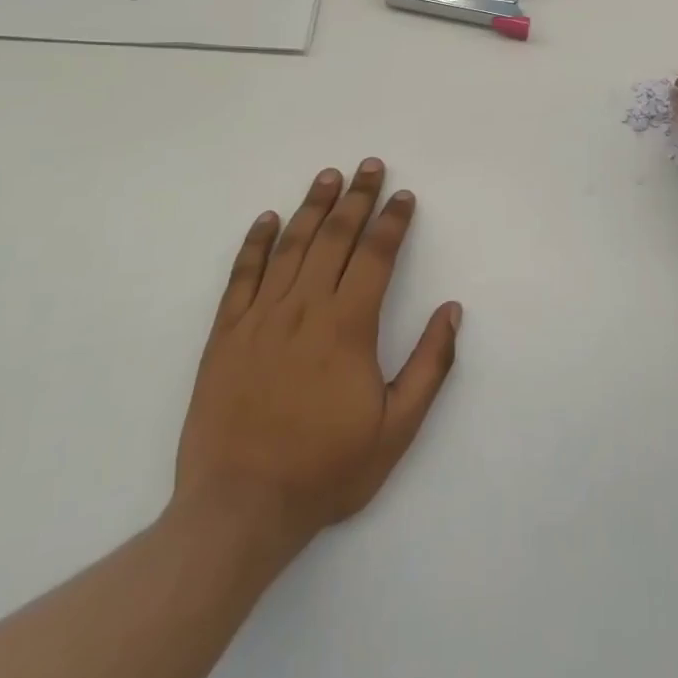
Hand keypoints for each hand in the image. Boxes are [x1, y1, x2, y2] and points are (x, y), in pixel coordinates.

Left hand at [172, 160, 461, 563]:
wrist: (238, 510)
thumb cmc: (325, 469)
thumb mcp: (396, 428)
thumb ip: (429, 365)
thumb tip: (452, 310)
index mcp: (348, 326)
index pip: (376, 256)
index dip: (393, 222)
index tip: (404, 196)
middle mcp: (304, 309)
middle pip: (334, 238)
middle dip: (357, 198)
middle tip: (369, 166)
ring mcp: (260, 319)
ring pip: (290, 247)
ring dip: (312, 207)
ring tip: (328, 176)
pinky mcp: (225, 336)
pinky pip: (241, 277)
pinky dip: (255, 244)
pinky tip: (267, 219)